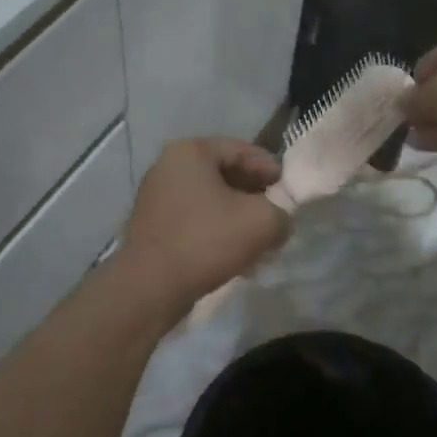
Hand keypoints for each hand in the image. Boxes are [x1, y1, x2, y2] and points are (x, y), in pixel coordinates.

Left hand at [115, 140, 288, 310]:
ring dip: (235, 214)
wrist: (149, 287)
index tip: (287, 188)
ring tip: (258, 238)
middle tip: (275, 211)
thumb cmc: (206, 241)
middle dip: (252, 192)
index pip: (240, 149)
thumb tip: (279, 220)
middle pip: (222, 172)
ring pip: (208, 198)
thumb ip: (281, 213)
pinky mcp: (151, 224)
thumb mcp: (261, 222)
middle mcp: (168, 165)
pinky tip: (234, 254)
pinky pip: (193, 218)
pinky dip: (215, 228)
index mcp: (191, 151)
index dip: (268, 167)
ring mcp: (156, 195)